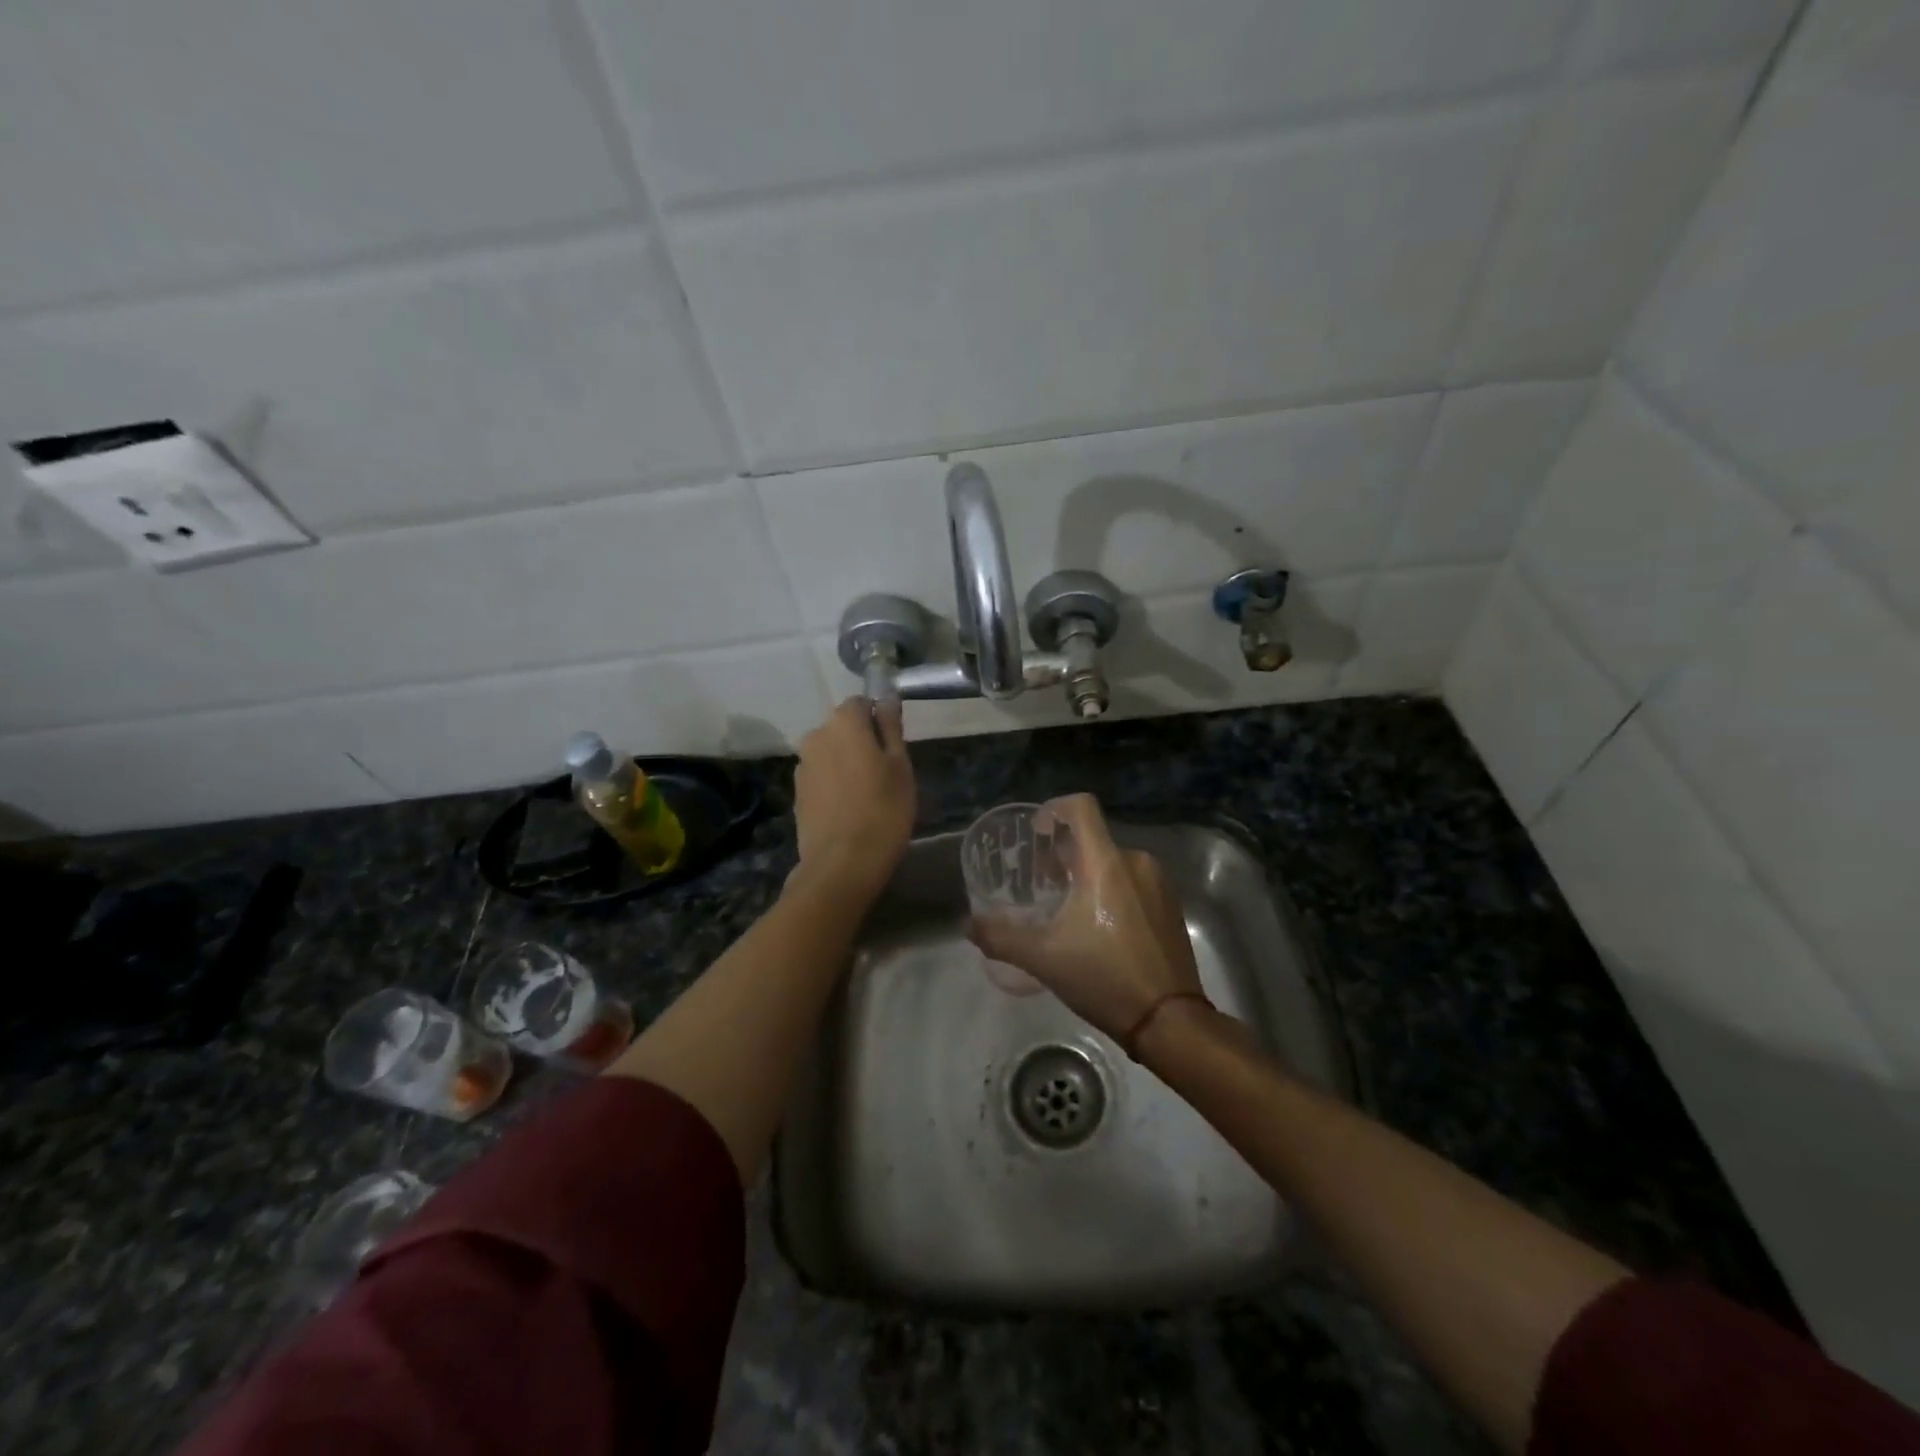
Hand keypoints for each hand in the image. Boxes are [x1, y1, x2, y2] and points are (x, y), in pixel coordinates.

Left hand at [790, 698, 915, 906]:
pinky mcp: (797, 793)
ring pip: (830, 753)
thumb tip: (886, 698)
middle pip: (843, 728)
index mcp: (843, 723)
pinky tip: (850, 809)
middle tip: (886, 772)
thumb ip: (891, 727)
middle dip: (862, 741)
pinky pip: (821, 777)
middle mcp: (816, 736)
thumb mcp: (900, 766)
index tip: (894, 745)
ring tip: (868, 795)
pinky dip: (834, 784)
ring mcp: (802, 766)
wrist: (842, 865)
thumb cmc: (883, 810)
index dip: (879, 718)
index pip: (861, 702)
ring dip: (846, 764)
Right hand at [967, 794, 1204, 1041]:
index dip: (1054, 808)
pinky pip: (1133, 882)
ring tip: (1066, 907)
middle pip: (1093, 838)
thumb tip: (969, 926)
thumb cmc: (1103, 977)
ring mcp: (1158, 884)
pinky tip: (1097, 926)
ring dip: (1086, 874)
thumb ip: (1000, 937)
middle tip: (1041, 882)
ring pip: (1113, 862)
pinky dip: (1110, 890)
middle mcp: (1135, 862)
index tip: (1036, 831)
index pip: (1081, 807)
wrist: (1169, 1020)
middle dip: (1063, 854)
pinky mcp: (1170, 906)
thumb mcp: (1043, 958)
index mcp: (1105, 862)